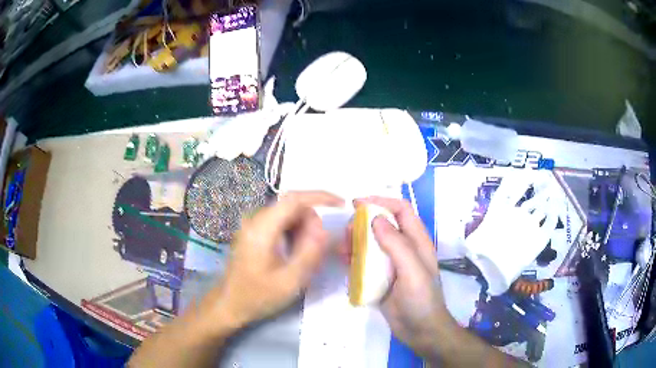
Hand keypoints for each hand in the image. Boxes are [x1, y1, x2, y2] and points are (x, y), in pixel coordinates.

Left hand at [211, 191, 343, 329]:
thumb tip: (323, 229)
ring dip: (303, 230)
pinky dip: (293, 234)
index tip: (341, 204)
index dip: (320, 197)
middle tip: (318, 250)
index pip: (294, 198)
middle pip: (292, 206)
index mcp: (263, 228)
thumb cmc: (258, 296)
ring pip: (287, 215)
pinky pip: (279, 224)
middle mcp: (256, 220)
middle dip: (311, 222)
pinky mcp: (253, 233)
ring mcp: (252, 226)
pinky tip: (293, 255)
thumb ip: (309, 252)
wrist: (229, 304)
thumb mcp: (290, 280)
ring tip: (305, 257)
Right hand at [352, 197, 457, 357]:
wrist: (420, 330)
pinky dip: (354, 257)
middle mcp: (405, 248)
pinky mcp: (382, 278)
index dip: (381, 202)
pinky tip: (345, 262)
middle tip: (346, 232)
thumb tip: (375, 217)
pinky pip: (366, 261)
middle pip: (383, 224)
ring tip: (342, 248)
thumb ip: (396, 243)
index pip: (401, 209)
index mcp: (417, 241)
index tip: (357, 204)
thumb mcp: (412, 270)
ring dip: (356, 240)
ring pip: (372, 242)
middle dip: (364, 222)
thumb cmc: (421, 299)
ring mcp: (392, 263)